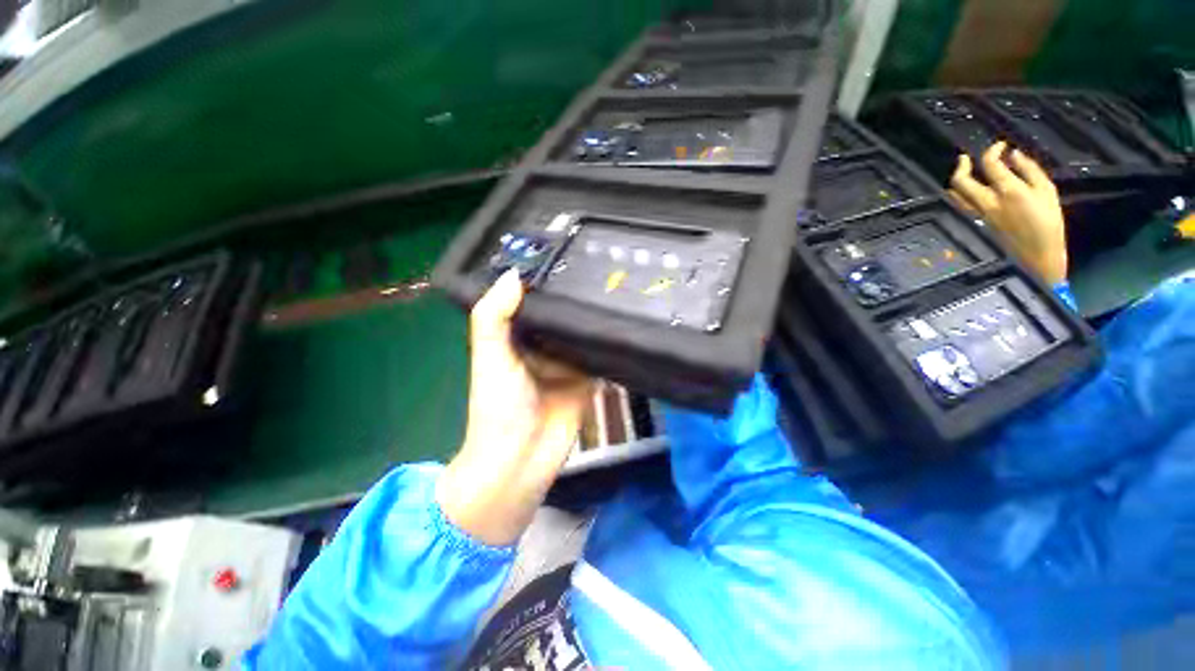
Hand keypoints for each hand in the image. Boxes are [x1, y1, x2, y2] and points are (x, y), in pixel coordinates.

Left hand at [436, 270, 591, 545]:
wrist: (522, 460)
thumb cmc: (499, 407)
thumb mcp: (489, 357)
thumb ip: (494, 317)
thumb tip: (514, 274)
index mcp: (516, 338)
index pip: (531, 302)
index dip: (541, 282)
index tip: (562, 253)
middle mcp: (542, 347)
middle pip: (561, 317)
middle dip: (575, 297)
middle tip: (600, 266)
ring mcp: (567, 363)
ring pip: (581, 334)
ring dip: (594, 318)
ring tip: (616, 286)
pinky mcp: (588, 379)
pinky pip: (599, 355)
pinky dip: (607, 343)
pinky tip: (623, 319)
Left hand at [948, 141, 1069, 283]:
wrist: (1037, 255)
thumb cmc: (1049, 222)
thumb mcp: (1047, 191)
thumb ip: (1029, 170)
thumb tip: (1013, 154)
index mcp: (1008, 191)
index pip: (989, 164)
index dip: (992, 151)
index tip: (1000, 146)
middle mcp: (987, 202)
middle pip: (961, 181)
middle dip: (960, 166)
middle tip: (964, 157)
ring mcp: (978, 214)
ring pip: (955, 196)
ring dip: (955, 182)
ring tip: (961, 171)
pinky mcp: (976, 223)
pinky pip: (961, 206)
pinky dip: (958, 195)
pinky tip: (963, 190)